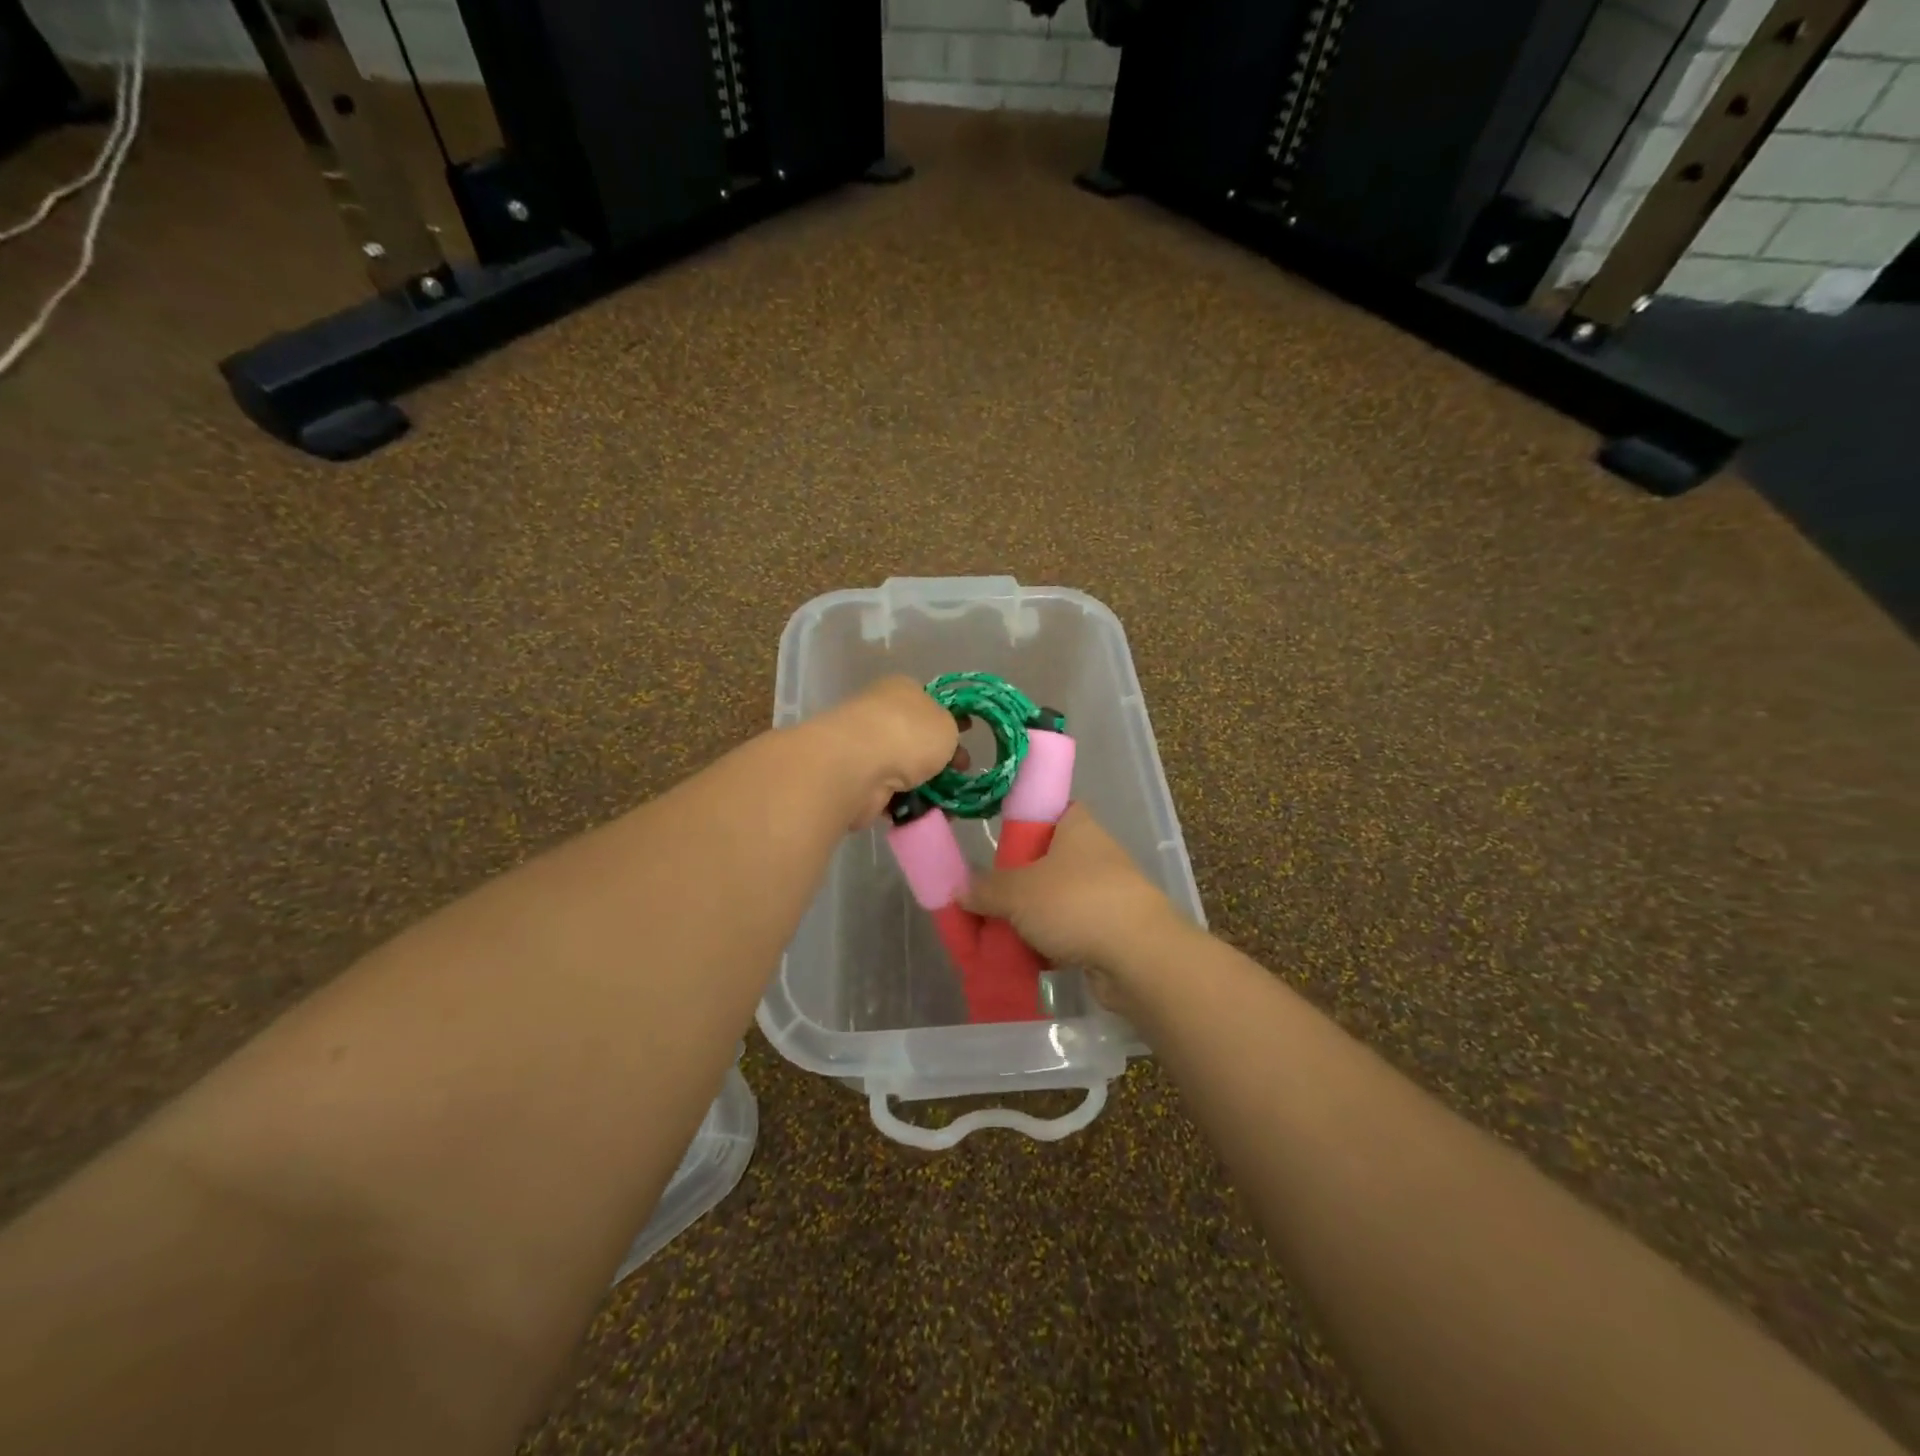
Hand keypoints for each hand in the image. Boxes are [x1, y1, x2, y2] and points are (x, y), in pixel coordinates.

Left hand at [812, 676, 962, 830]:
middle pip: (916, 738)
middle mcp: (879, 714)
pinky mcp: (857, 781)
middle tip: (961, 773)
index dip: (950, 719)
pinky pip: (891, 794)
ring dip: (925, 786)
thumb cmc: (909, 734)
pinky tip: (925, 813)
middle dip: (940, 758)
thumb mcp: (946, 725)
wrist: (858, 767)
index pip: (928, 701)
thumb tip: (940, 741)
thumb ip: (949, 730)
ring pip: (904, 769)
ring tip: (948, 802)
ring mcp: (865, 749)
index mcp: (900, 690)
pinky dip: (907, 804)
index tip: (968, 736)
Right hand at [962, 804, 1187, 1011]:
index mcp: (1077, 827)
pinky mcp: (1111, 931)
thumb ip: (985, 889)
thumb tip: (961, 890)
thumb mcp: (1017, 892)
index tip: (997, 841)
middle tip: (984, 896)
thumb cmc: (1076, 903)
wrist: (1138, 957)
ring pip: (1056, 899)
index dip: (1023, 821)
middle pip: (1046, 860)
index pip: (1049, 810)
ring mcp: (1106, 894)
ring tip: (994, 932)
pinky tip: (1020, 958)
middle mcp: (1095, 854)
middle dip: (1017, 881)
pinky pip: (1068, 932)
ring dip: (1030, 917)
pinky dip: (1047, 944)